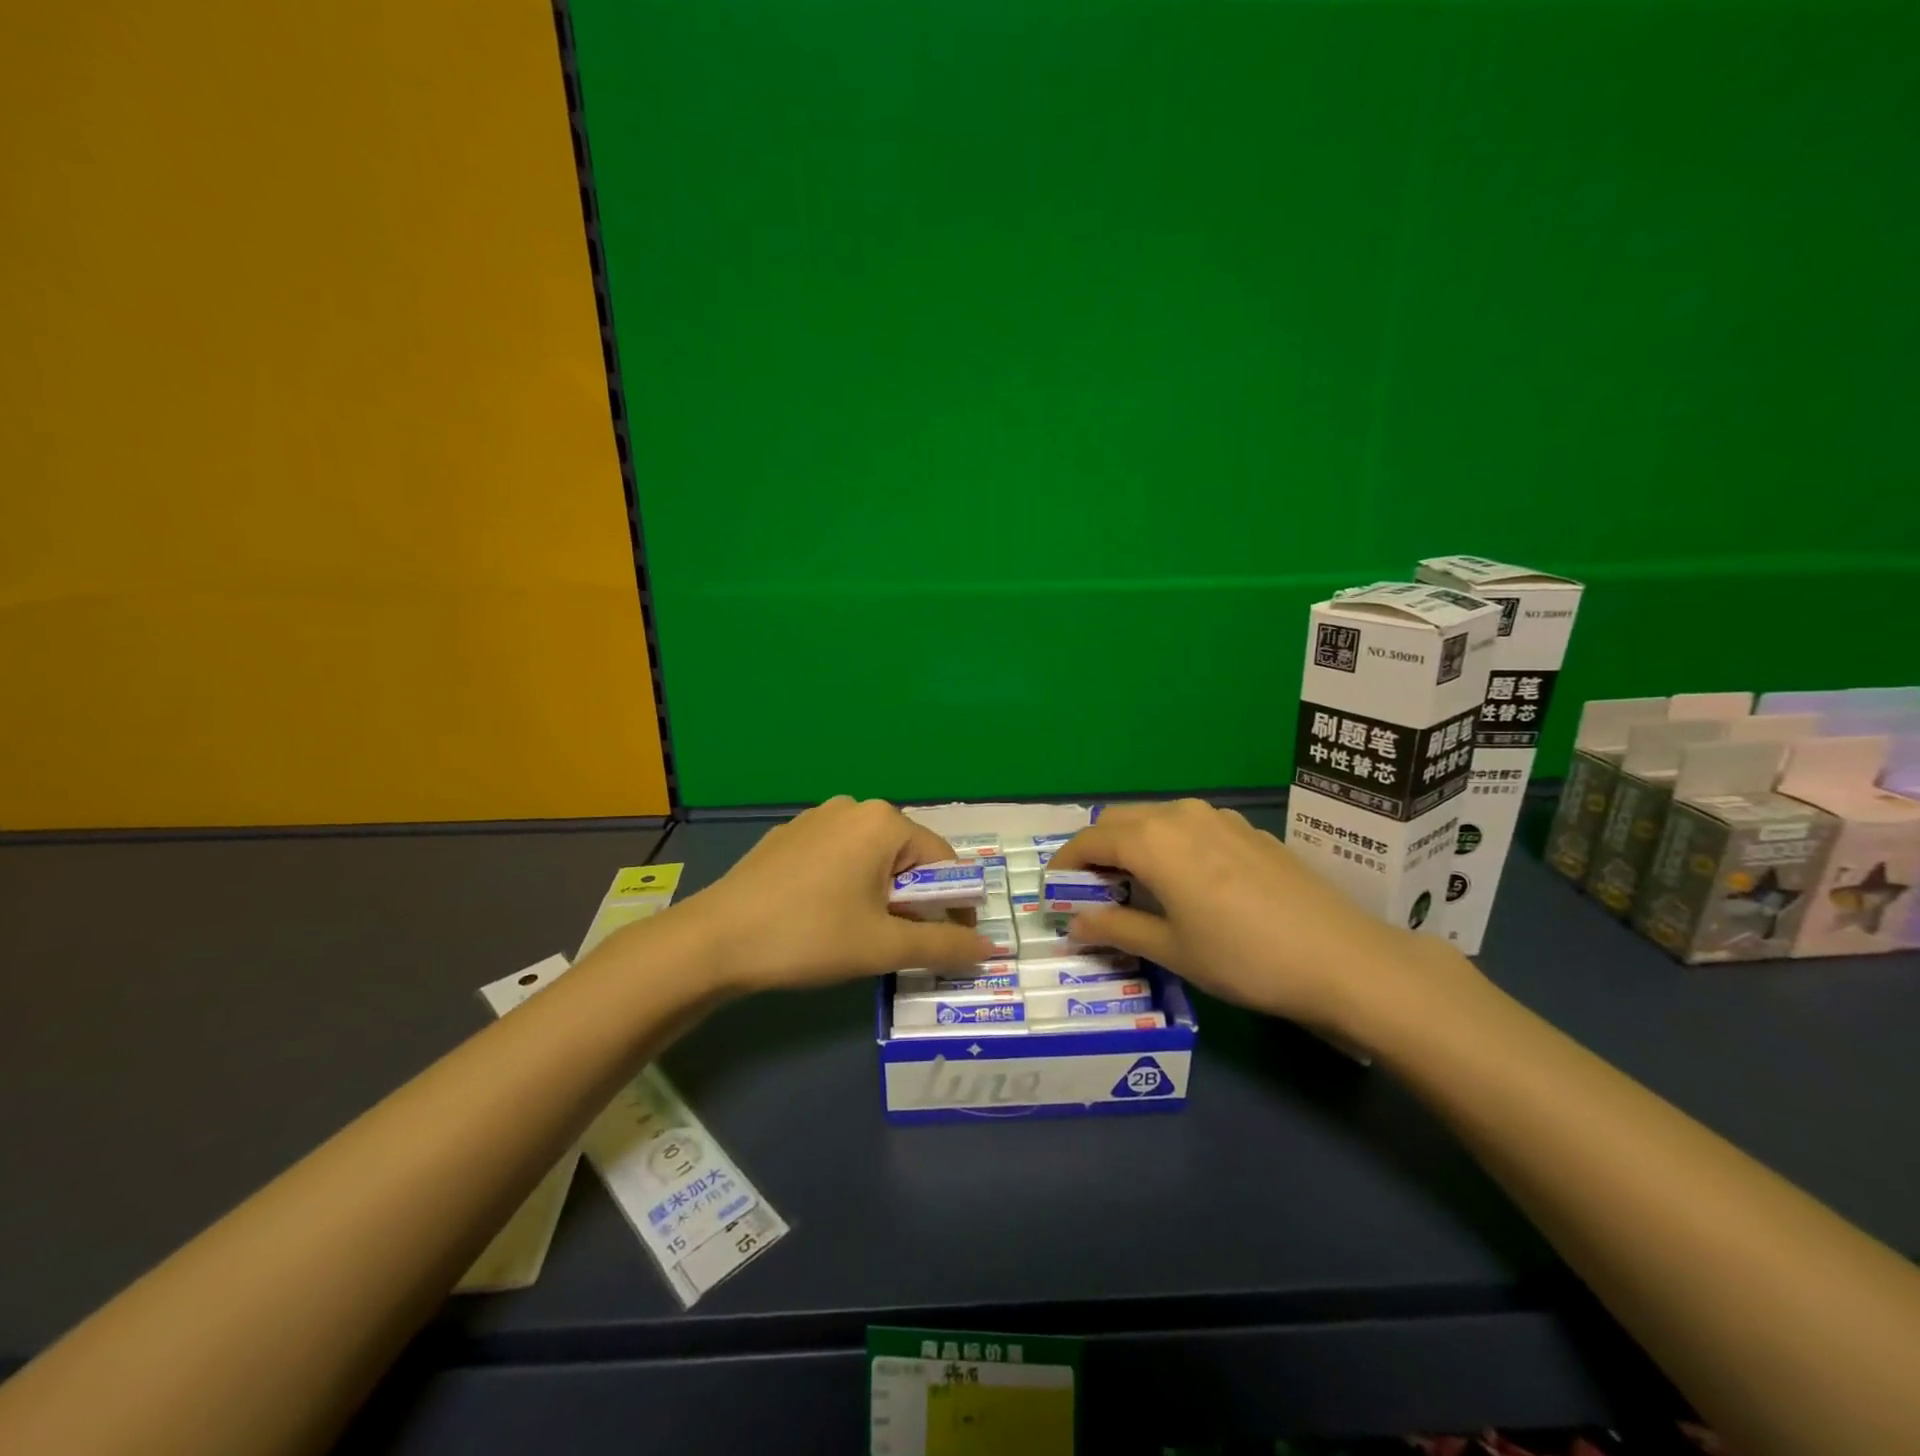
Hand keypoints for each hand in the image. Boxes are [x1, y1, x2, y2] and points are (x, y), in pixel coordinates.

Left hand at [675, 797, 995, 992]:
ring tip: (861, 933)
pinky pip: (838, 856)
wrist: (714, 941)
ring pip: (872, 857)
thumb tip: (991, 950)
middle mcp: (853, 807)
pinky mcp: (789, 835)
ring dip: (882, 893)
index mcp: (884, 822)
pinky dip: (848, 883)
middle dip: (914, 900)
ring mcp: (816, 817)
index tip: (950, 942)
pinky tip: (823, 916)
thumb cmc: (810, 936)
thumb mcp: (884, 946)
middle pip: (907, 856)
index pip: (944, 860)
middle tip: (898, 943)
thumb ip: (945, 945)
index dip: (955, 904)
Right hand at [1051, 799, 1465, 1033]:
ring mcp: (1218, 818)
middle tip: (1092, 893)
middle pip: (1119, 821)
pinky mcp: (1247, 829)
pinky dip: (1167, 846)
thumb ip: (1116, 928)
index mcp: (1153, 840)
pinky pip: (1189, 827)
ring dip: (1132, 845)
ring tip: (1134, 888)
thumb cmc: (1243, 957)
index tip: (1053, 891)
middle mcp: (1180, 815)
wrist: (1341, 957)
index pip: (1090, 840)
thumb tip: (1074, 922)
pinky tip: (1184, 882)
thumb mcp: (1172, 950)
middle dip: (1096, 852)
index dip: (1065, 865)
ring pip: (1155, 820)